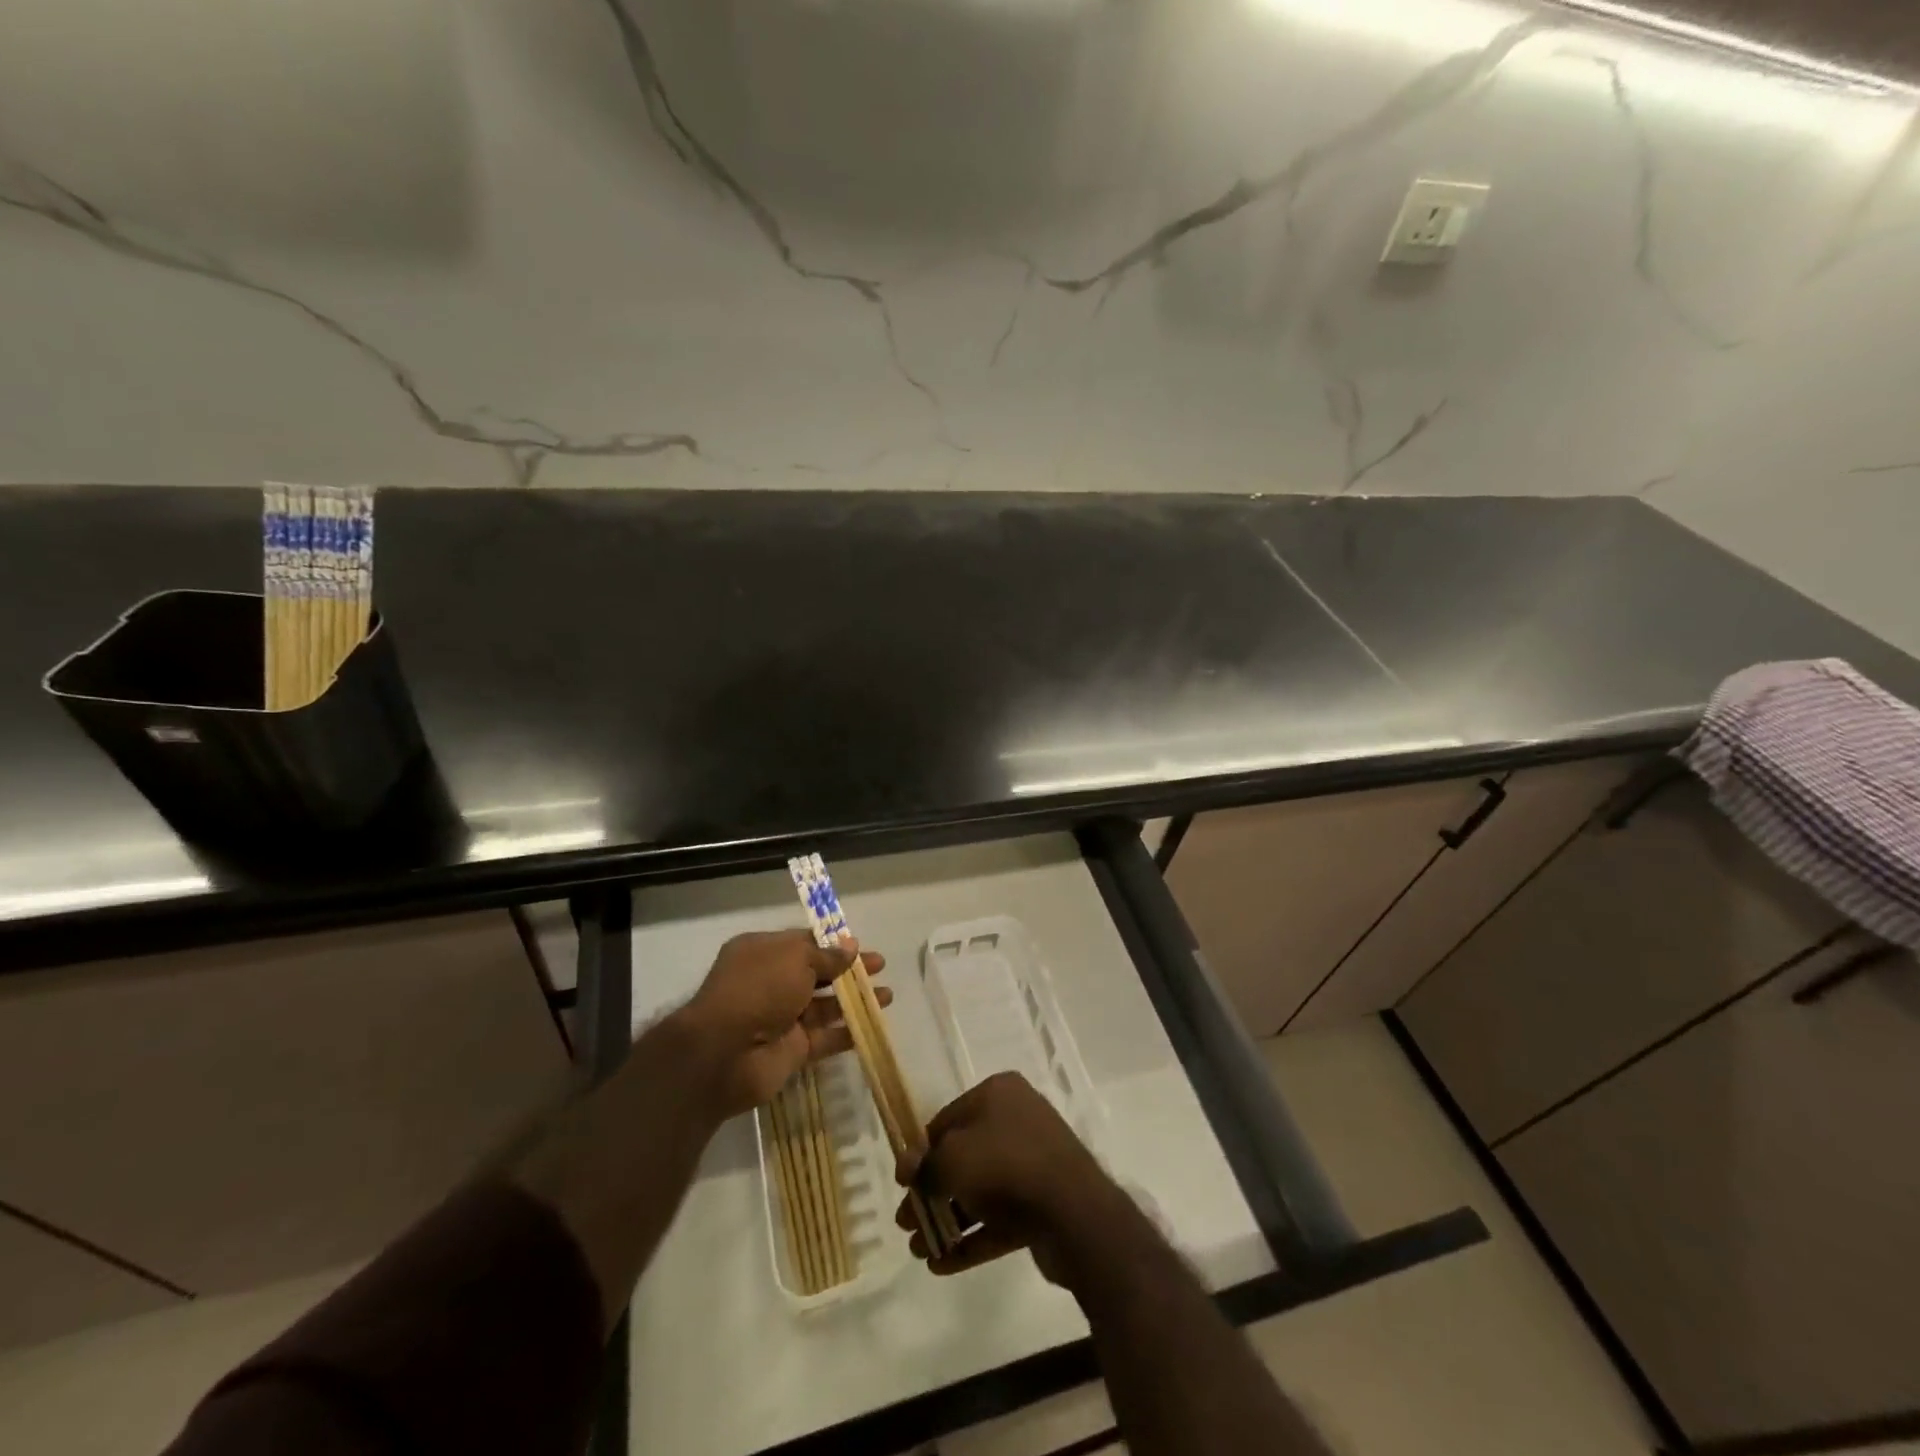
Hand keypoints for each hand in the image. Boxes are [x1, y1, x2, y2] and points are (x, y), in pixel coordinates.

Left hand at [675, 929, 887, 1118]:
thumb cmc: (758, 989)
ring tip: (887, 996)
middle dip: (849, 971)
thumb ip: (826, 956)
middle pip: (818, 974)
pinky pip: (825, 1038)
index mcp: (763, 953)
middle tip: (880, 966)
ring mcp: (782, 1019)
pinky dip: (847, 1033)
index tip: (859, 945)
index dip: (832, 944)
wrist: (724, 1053)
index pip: (803, 943)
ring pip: (825, 1006)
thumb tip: (850, 946)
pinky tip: (873, 1026)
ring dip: (855, 1000)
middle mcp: (771, 983)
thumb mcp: (795, 958)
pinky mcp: (792, 1051)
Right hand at [896, 1072, 1123, 1285]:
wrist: (1075, 1213)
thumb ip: (925, 1164)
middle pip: (963, 1157)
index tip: (903, 1185)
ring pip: (980, 1190)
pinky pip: (999, 1218)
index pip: (947, 1120)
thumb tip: (906, 1166)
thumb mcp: (952, 1159)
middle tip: (906, 1224)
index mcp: (998, 1094)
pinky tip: (941, 1265)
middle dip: (932, 1193)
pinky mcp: (1042, 1203)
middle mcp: (1017, 1121)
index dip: (921, 1153)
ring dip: (947, 1219)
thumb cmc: (1005, 1166)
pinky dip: (972, 1238)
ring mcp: (1032, 1163)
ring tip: (918, 1252)